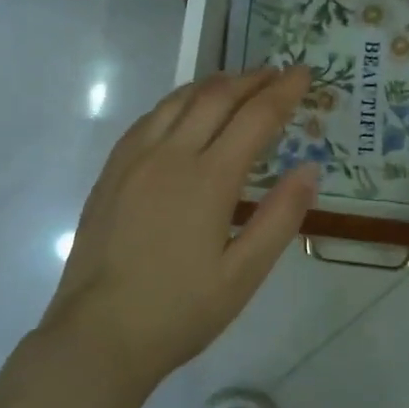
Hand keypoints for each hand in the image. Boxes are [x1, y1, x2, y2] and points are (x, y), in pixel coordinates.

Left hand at [43, 68, 320, 391]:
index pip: (255, 117)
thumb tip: (310, 168)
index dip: (284, 91)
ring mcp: (134, 159)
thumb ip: (280, 217)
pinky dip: (177, 102)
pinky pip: (149, 118)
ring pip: (178, 100)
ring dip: (213, 84)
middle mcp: (170, 155)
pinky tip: (184, 111)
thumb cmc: (179, 311)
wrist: (98, 335)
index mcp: (208, 179)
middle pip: (216, 97)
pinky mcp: (111, 172)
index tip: (304, 73)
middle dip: (251, 79)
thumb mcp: (243, 275)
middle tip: (277, 73)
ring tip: (238, 83)